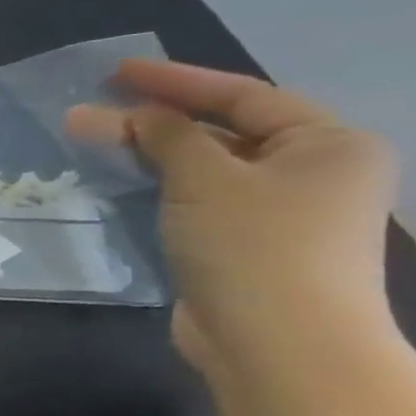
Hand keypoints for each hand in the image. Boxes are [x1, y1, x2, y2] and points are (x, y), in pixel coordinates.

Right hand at [67, 60, 397, 375]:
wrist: (278, 343)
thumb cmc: (254, 246)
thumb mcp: (205, 179)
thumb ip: (168, 137)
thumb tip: (135, 114)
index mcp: (328, 143)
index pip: (243, 96)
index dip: (175, 80)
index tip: (116, 72)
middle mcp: (314, 173)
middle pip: (222, 132)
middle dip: (153, 121)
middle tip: (88, 113)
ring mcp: (280, 214)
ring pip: (205, 169)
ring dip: (150, 155)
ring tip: (93, 144)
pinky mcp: (246, 247)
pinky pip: (197, 202)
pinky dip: (159, 188)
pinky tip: (120, 184)